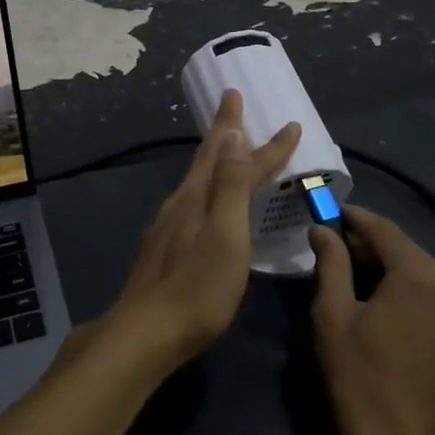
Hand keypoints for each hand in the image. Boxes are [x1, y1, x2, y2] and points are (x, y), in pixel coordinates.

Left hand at [104, 90, 299, 371]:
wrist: (144, 334)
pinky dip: (206, 187)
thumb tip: (231, 133)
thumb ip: (228, 186)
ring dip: (215, 157)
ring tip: (225, 145)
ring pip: (197, 180)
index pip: (237, 159)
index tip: (290, 123)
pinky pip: (191, 202)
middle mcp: (179, 204)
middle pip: (206, 158)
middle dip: (224, 129)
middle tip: (232, 101)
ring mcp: (167, 226)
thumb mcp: (224, 236)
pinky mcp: (162, 248)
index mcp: (197, 198)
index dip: (266, 144)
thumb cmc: (197, 289)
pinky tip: (205, 202)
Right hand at [309, 205, 434, 434]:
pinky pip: (434, 295)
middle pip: (405, 250)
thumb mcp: (333, 313)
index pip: (384, 230)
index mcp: (421, 274)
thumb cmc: (358, 375)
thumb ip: (331, 263)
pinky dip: (408, 290)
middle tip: (333, 247)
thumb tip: (323, 230)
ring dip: (388, 269)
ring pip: (420, 272)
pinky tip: (382, 302)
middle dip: (369, 246)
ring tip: (352, 276)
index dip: (354, 218)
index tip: (329, 212)